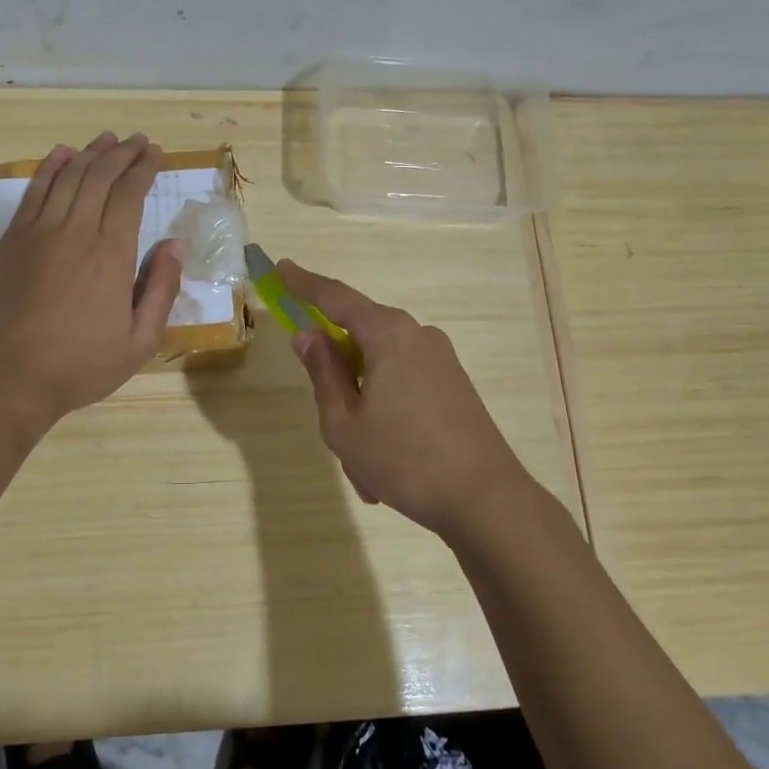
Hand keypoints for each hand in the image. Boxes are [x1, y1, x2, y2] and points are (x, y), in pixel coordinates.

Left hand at [0, 132, 182, 424]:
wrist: (8, 377)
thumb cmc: (80, 365)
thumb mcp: (139, 341)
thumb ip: (161, 289)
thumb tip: (174, 244)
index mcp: (112, 254)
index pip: (130, 195)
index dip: (144, 169)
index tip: (156, 153)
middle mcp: (76, 231)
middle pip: (100, 176)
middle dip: (122, 153)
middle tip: (138, 140)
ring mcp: (39, 232)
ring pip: (68, 177)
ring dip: (89, 153)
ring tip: (106, 139)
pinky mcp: (12, 240)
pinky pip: (34, 191)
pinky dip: (50, 167)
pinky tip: (62, 154)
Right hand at [280, 259, 535, 544]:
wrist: (486, 500)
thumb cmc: (403, 459)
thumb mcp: (344, 422)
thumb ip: (323, 372)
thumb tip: (309, 335)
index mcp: (388, 334)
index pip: (336, 298)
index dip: (304, 284)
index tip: (282, 268)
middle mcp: (417, 335)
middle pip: (360, 339)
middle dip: (339, 381)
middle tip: (332, 426)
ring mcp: (441, 360)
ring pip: (380, 373)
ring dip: (362, 411)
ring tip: (364, 470)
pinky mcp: (454, 385)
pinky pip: (403, 389)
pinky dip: (386, 419)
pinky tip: (386, 469)